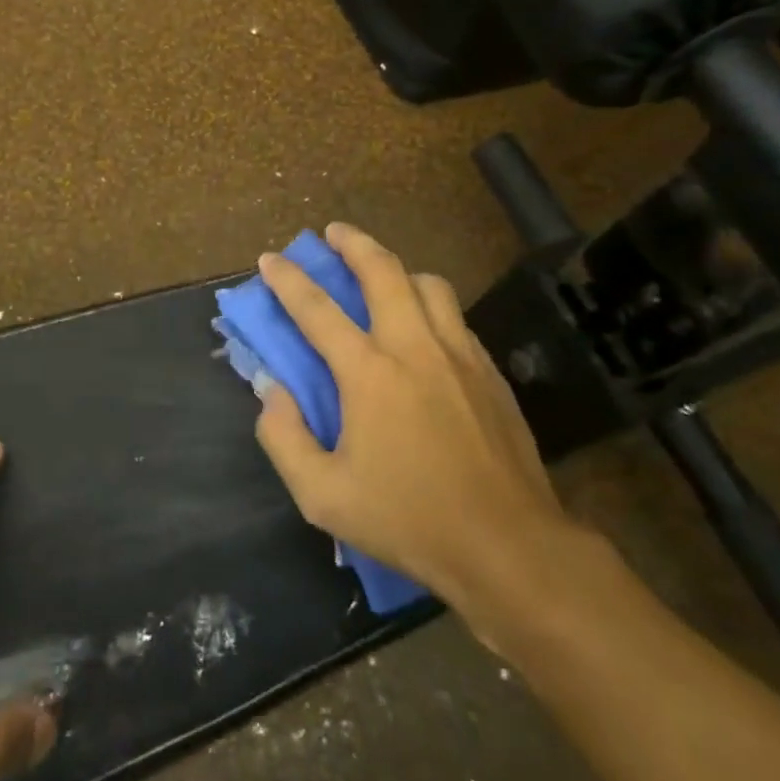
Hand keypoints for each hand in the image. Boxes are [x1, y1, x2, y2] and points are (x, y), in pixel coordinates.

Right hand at [253, 224, 589, 652]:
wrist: (509, 547)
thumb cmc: (409, 520)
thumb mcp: (323, 496)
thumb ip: (283, 437)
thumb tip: (271, 389)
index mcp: (369, 372)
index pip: (317, 308)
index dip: (288, 279)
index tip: (270, 258)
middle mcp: (414, 347)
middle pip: (383, 270)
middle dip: (353, 242)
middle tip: (333, 233)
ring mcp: (459, 355)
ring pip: (428, 285)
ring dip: (398, 271)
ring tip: (382, 277)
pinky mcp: (490, 373)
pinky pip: (455, 318)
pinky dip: (431, 306)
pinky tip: (424, 330)